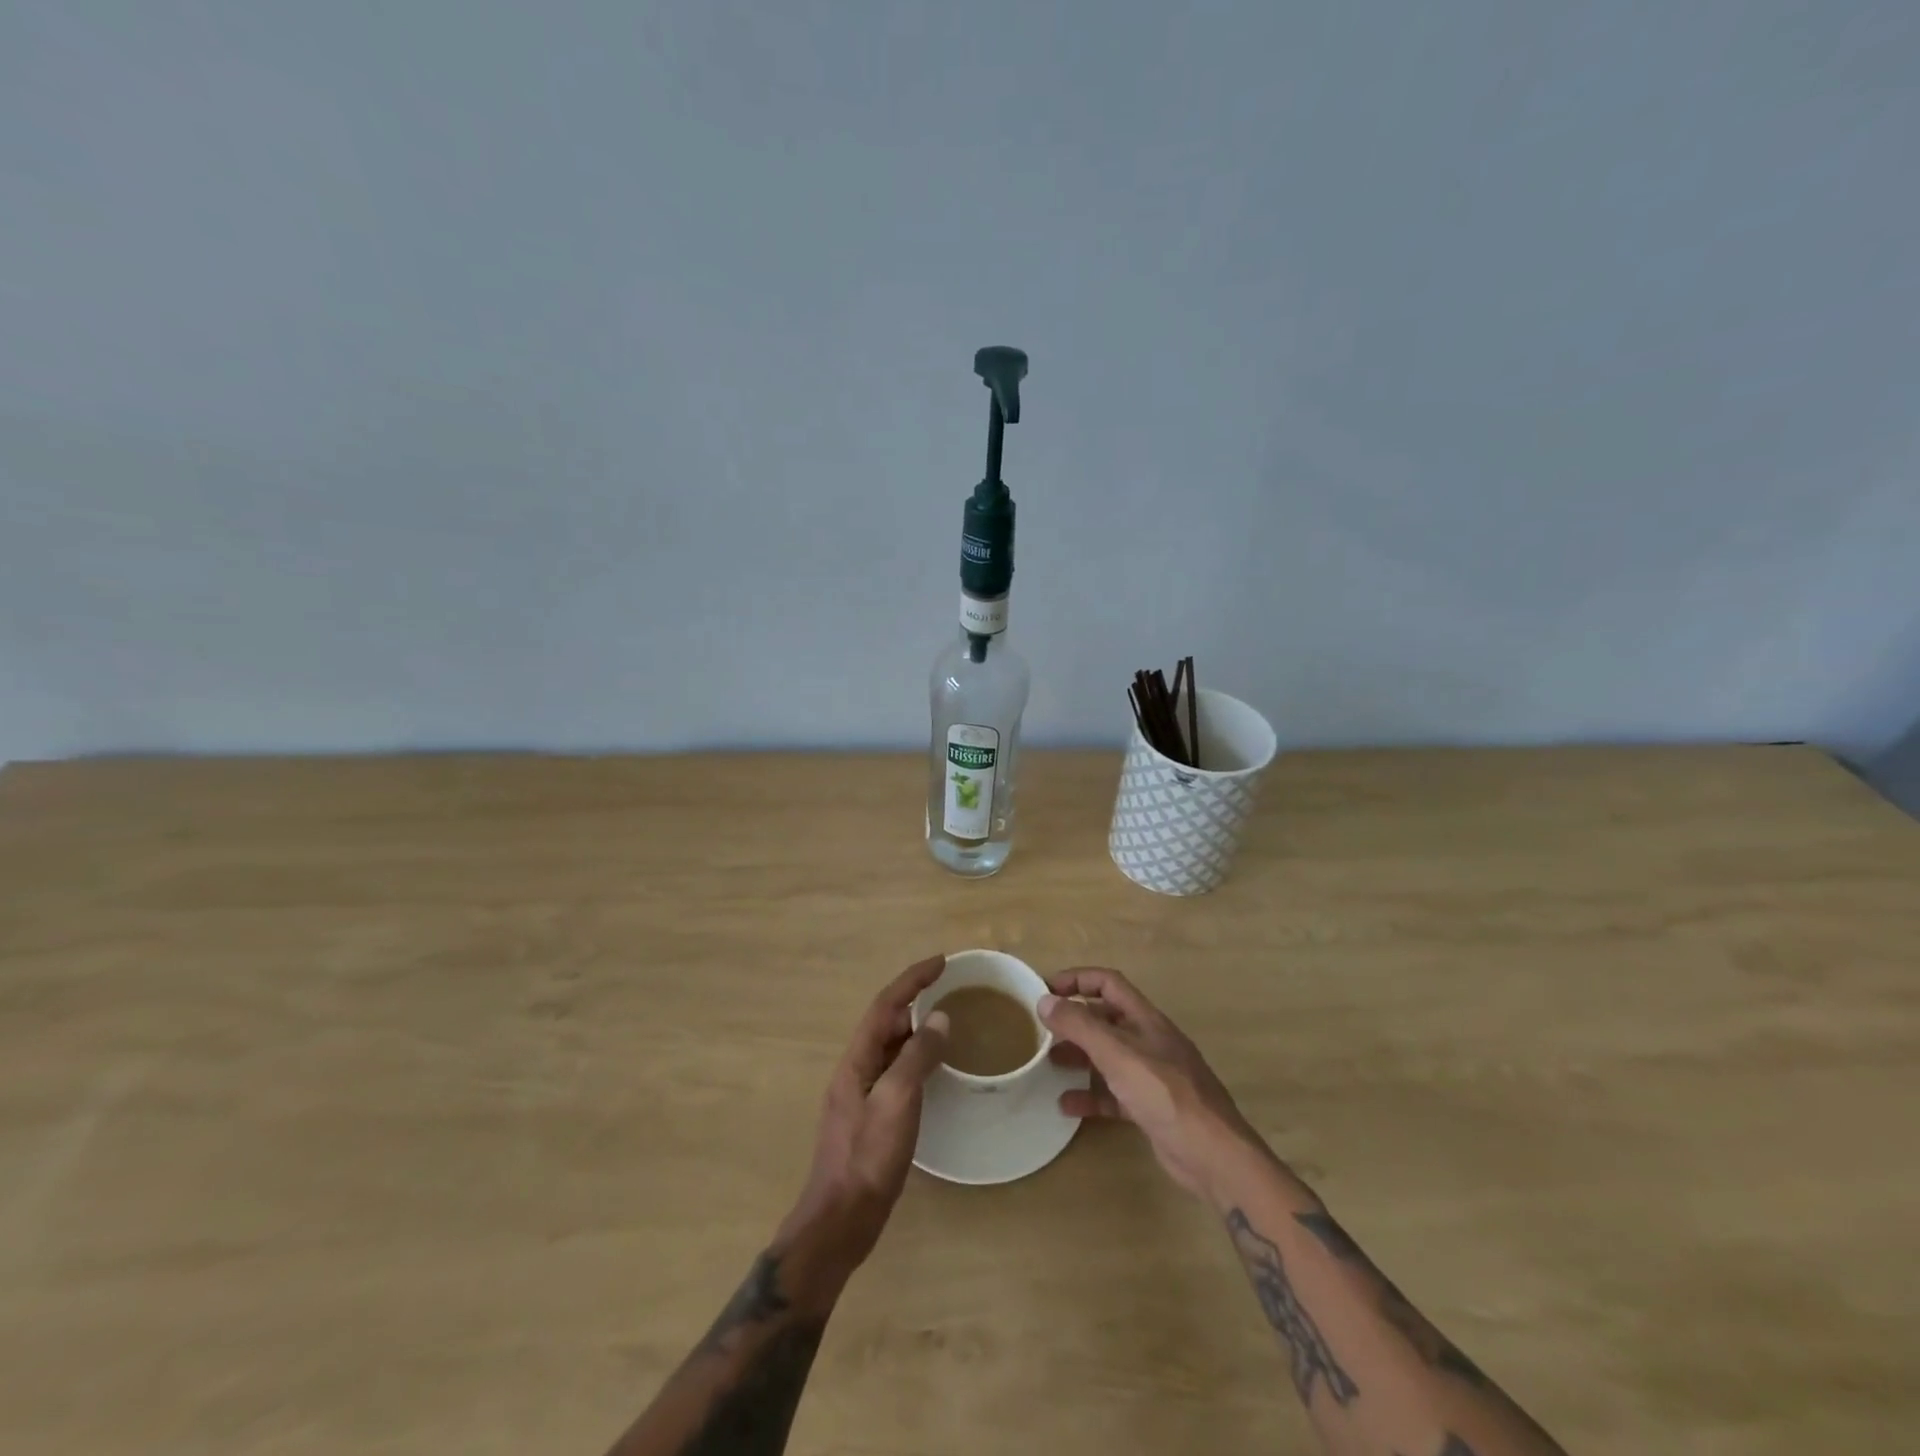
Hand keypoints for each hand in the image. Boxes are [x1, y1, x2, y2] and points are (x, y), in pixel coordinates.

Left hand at [777, 956, 949, 1287]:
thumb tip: (940, 1019)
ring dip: (916, 1029)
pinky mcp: (871, 1118)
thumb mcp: (897, 1101)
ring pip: (891, 1048)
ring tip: (947, 1022)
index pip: (886, 1005)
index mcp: (856, 1060)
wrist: (840, 1222)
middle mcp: (856, 1070)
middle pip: (886, 1023)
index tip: (941, 962)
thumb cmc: (867, 1158)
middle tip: (950, 991)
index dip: (912, 979)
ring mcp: (862, 1095)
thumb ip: (918, 1057)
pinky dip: (916, 1059)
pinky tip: (934, 1070)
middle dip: (915, 1000)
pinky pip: (896, 1072)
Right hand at [1041, 966, 1264, 1201]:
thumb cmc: (1165, 1093)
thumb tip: (1045, 1000)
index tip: (1046, 989)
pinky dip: (1090, 1095)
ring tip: (1048, 1064)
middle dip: (1074, 1022)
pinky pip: (1113, 1093)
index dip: (1077, 979)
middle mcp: (1149, 1041)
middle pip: (1106, 1019)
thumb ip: (1080, 1026)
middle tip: (1042, 1032)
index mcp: (1145, 1019)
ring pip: (1108, 1056)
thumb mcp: (1117, 1054)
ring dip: (1079, 1057)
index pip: (1108, 983)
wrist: (1213, 1154)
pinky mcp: (1150, 1107)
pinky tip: (1066, 1105)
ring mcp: (1151, 1075)